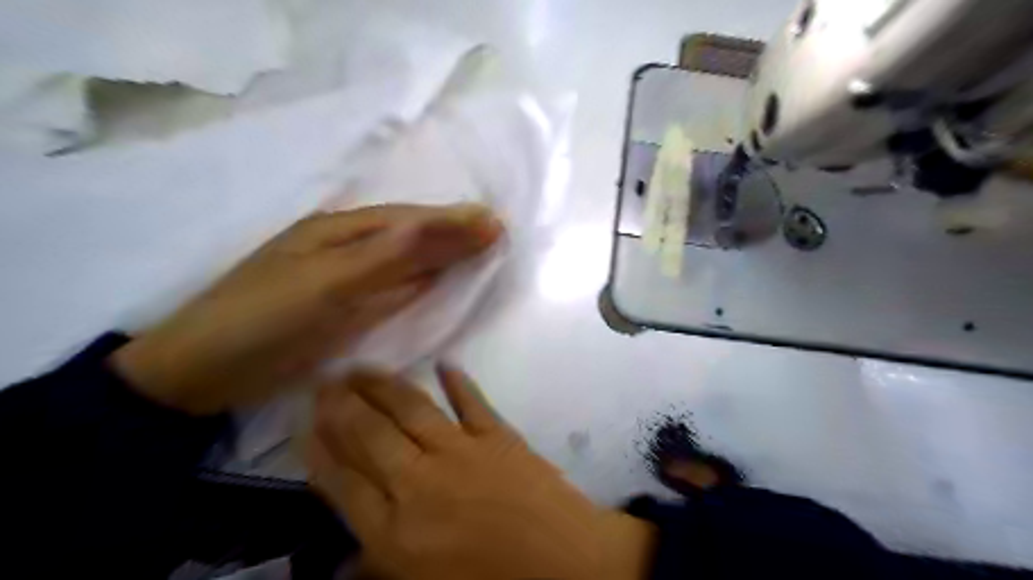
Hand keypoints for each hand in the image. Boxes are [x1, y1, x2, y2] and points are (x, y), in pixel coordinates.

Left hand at [111, 205, 501, 415]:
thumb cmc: (266, 319)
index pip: (410, 220)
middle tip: (496, 234)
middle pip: (411, 237)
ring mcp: (347, 279)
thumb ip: (391, 254)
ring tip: (480, 252)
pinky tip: (439, 284)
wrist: (205, 373)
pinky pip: (393, 290)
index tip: (495, 223)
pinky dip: (421, 284)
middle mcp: (348, 248)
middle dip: (453, 234)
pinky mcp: (345, 308)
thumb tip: (447, 222)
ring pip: (405, 262)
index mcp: (342, 231)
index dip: (453, 219)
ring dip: (442, 256)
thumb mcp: (330, 282)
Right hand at [307, 367, 652, 578]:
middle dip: (341, 406)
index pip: (342, 484)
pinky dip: (457, 380)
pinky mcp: (498, 435)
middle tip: (324, 381)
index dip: (319, 452)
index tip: (303, 426)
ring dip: (382, 385)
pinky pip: (471, 401)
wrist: (564, 566)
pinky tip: (444, 363)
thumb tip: (344, 558)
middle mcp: (419, 482)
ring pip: (411, 408)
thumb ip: (380, 566)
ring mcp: (460, 451)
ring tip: (361, 367)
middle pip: (369, 435)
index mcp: (395, 531)